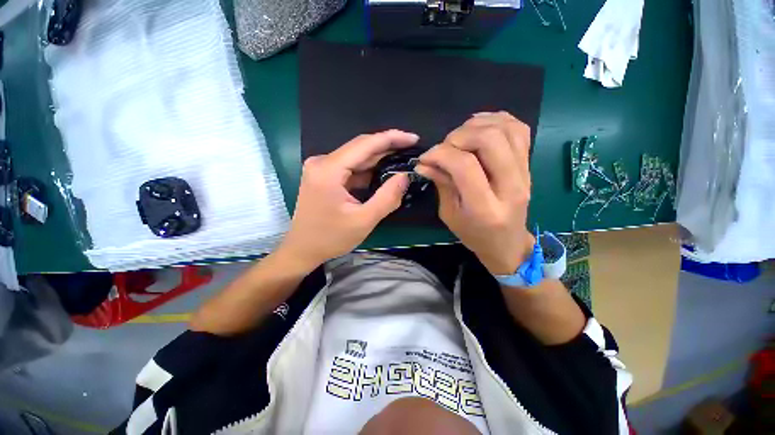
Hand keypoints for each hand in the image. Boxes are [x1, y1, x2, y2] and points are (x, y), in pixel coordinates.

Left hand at [278, 130, 418, 268]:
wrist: (302, 249)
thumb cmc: (331, 238)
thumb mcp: (363, 221)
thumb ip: (387, 197)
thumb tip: (405, 176)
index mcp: (328, 170)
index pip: (364, 144)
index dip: (391, 138)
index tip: (413, 138)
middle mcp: (322, 162)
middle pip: (360, 148)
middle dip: (387, 147)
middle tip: (411, 149)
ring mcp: (322, 168)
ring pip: (356, 157)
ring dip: (379, 159)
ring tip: (402, 159)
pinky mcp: (324, 176)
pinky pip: (351, 167)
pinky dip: (369, 169)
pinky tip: (384, 172)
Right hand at [415, 112, 533, 275]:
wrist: (508, 243)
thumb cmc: (474, 235)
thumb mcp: (449, 215)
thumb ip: (441, 184)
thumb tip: (425, 163)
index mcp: (485, 207)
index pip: (465, 165)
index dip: (440, 154)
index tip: (425, 158)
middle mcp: (510, 186)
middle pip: (490, 140)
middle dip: (459, 136)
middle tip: (444, 148)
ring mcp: (525, 173)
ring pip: (506, 129)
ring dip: (476, 126)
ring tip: (459, 137)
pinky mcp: (529, 165)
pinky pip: (519, 129)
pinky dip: (497, 120)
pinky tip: (479, 128)